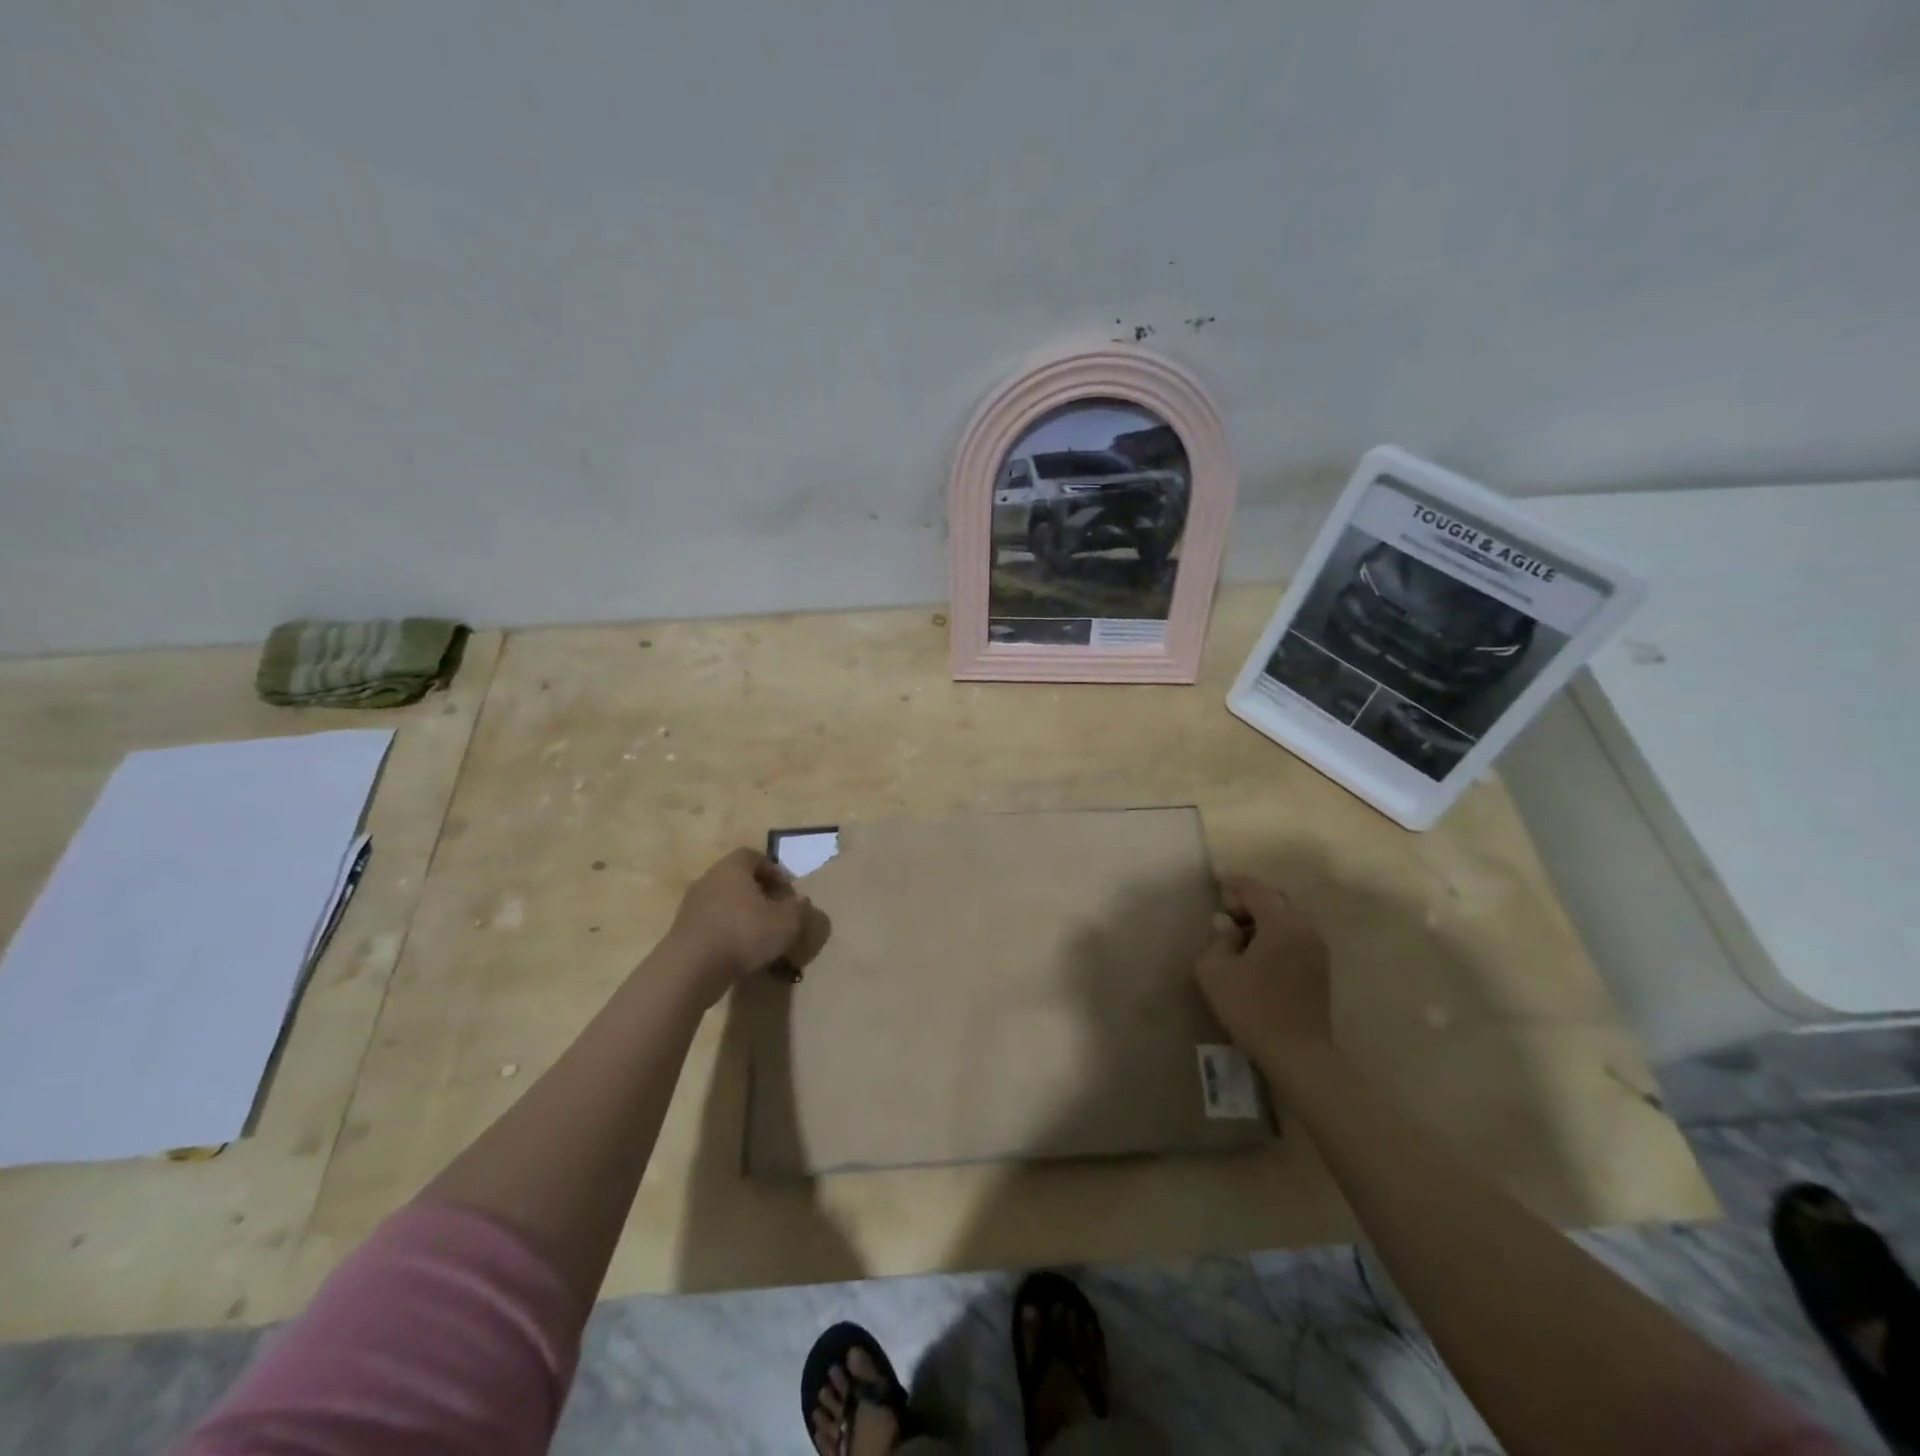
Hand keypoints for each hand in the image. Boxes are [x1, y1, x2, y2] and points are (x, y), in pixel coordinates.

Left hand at [664, 848, 809, 1003]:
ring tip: (758, 934)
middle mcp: (709, 879)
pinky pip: (710, 923)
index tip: (786, 890)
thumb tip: (800, 900)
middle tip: (775, 911)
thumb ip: (797, 909)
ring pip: (722, 901)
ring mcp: (691, 905)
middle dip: (757, 892)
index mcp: (732, 868)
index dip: (773, 870)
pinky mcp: (682, 930)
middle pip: (736, 878)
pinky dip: (725, 931)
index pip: (753, 856)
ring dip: (740, 913)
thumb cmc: (743, 934)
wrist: (691, 968)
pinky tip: (738, 950)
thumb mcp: (786, 922)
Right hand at [1193, 873, 1333, 1065]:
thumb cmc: (1251, 1007)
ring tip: (1239, 932)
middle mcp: (1304, 928)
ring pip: (1288, 915)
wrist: (1297, 1053)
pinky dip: (1276, 930)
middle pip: (1276, 898)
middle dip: (1250, 898)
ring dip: (1264, 915)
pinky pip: (1295, 933)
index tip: (1216, 876)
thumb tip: (1225, 924)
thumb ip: (1218, 940)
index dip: (1234, 881)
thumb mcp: (1216, 971)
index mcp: (1281, 923)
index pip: (1256, 889)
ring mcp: (1317, 947)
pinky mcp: (1320, 966)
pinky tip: (1257, 949)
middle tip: (1226, 910)